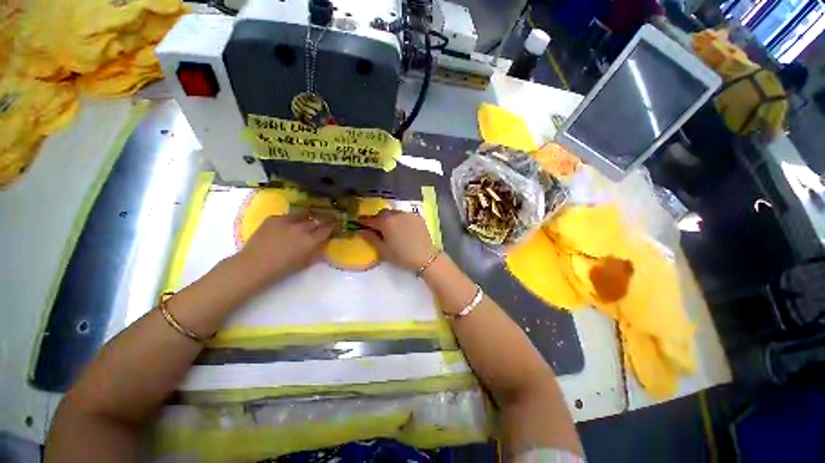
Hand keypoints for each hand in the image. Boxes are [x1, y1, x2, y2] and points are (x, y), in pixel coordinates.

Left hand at [236, 215, 335, 283]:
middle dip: (323, 219)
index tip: (335, 222)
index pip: (327, 228)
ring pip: (303, 215)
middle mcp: (301, 228)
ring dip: (307, 218)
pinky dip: (291, 220)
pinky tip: (287, 227)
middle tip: (325, 220)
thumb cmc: (282, 269)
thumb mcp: (306, 262)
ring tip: (306, 221)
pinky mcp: (274, 218)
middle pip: (317, 219)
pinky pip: (287, 216)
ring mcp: (287, 221)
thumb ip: (317, 250)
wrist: (254, 265)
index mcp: (311, 240)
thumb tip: (324, 242)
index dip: (333, 224)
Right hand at [359, 211, 435, 270]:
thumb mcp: (383, 250)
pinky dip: (401, 219)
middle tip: (377, 229)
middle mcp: (396, 214)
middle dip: (378, 219)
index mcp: (386, 222)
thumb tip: (361, 230)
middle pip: (382, 214)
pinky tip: (403, 228)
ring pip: (394, 213)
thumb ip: (370, 238)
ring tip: (392, 229)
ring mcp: (408, 214)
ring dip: (390, 218)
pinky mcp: (417, 216)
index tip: (359, 224)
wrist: (426, 257)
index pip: (370, 219)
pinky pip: (404, 215)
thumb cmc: (402, 256)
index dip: (363, 222)